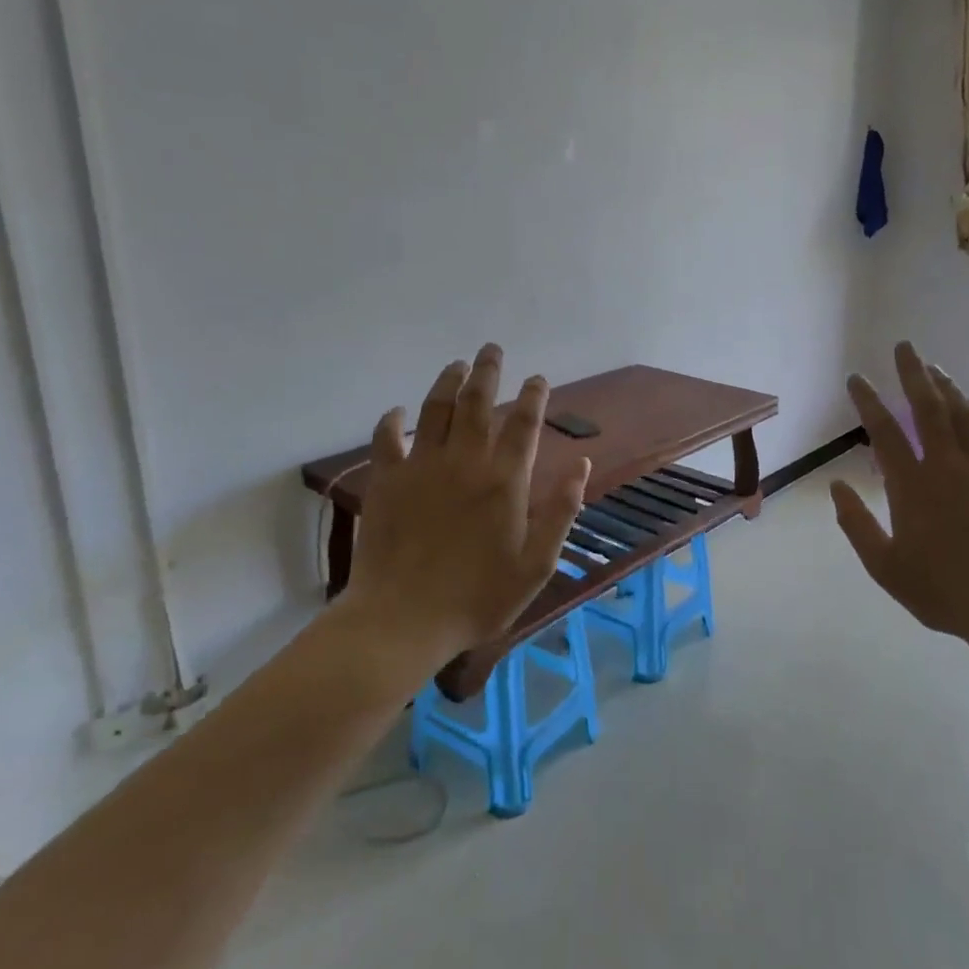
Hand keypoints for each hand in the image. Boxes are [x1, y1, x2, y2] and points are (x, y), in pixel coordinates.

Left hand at [343, 344, 589, 665]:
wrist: (403, 619)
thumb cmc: (478, 597)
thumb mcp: (537, 563)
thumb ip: (561, 511)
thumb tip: (581, 464)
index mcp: (505, 480)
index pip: (524, 424)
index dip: (534, 396)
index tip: (538, 378)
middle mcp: (465, 461)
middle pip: (477, 401)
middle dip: (487, 370)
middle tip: (491, 349)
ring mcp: (421, 467)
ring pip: (435, 408)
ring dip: (447, 381)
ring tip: (457, 364)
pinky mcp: (386, 481)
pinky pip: (387, 438)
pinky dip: (392, 420)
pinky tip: (396, 411)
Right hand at [830, 342, 968, 657]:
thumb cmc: (943, 591)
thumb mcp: (885, 567)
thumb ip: (856, 524)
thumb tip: (837, 486)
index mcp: (912, 486)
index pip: (884, 431)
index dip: (868, 401)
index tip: (856, 379)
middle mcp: (948, 466)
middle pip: (929, 408)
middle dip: (913, 373)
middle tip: (904, 347)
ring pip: (965, 414)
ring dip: (948, 387)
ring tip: (934, 368)